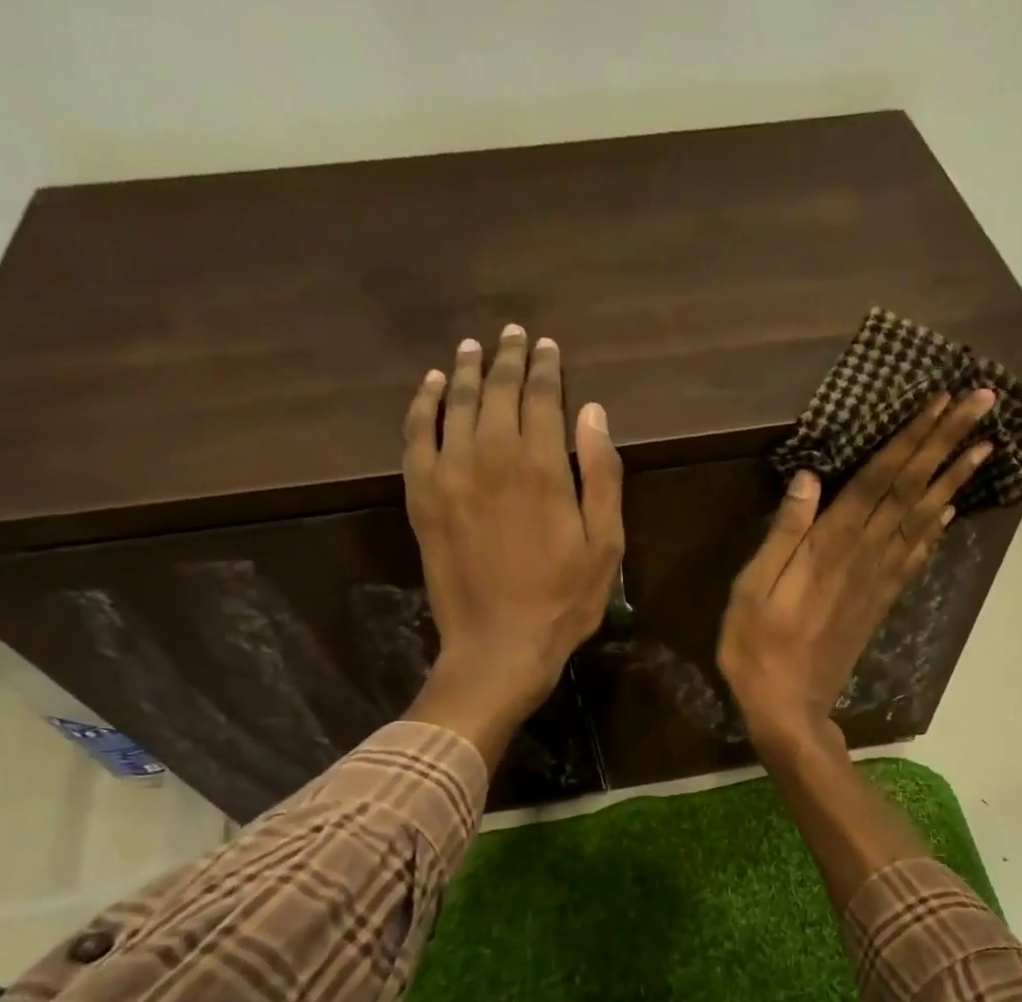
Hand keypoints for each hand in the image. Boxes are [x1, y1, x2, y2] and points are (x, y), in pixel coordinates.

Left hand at [400, 326, 623, 764]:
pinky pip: (416, 435)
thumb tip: (592, 412)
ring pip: (454, 404)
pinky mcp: (422, 497)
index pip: (541, 397)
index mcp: (541, 467)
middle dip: (507, 359)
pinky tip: (429, 386)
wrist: (499, 646)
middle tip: (512, 336)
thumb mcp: (605, 546)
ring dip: (465, 371)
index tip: (548, 347)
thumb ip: (601, 476)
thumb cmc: (563, 602)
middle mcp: (491, 456)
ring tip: (473, 349)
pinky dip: (422, 405)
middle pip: (496, 391)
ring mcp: (450, 474)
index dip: (545, 368)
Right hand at [716, 390, 996, 758]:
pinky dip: (935, 530)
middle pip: (910, 490)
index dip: (910, 439)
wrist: (789, 707)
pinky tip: (949, 510)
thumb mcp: (752, 590)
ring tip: (985, 445)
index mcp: (830, 547)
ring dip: (952, 479)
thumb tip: (809, 478)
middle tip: (982, 402)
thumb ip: (783, 533)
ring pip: (921, 519)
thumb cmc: (757, 649)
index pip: (878, 480)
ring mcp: (877, 582)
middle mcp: (864, 556)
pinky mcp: (880, 603)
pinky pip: (915, 558)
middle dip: (945, 443)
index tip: (942, 402)